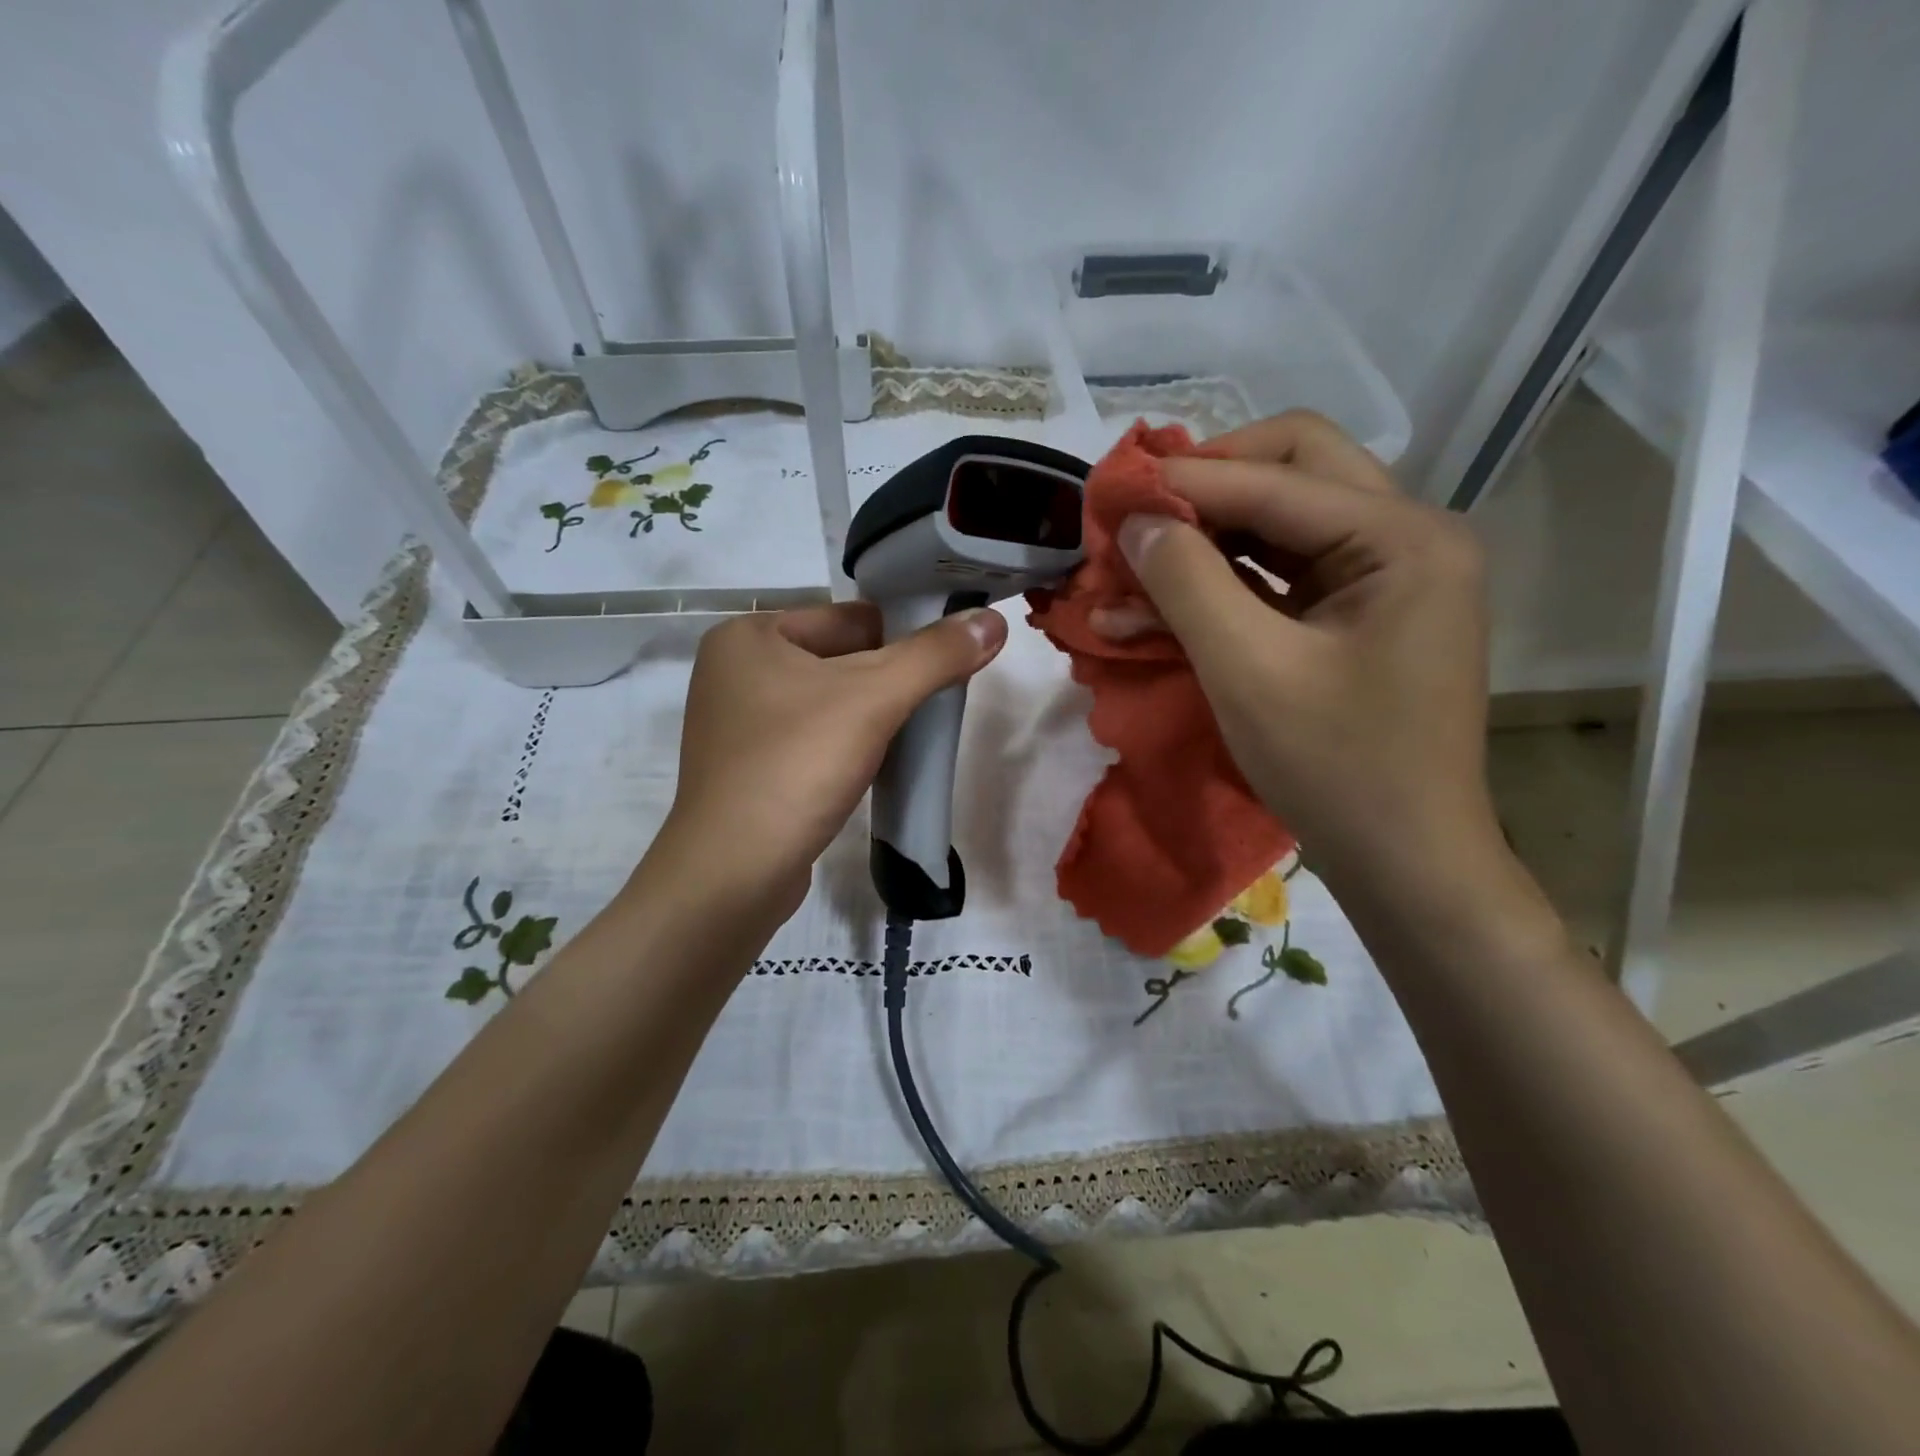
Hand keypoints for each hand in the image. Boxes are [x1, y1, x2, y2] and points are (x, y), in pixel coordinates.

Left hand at [645, 602, 1006, 922]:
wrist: (734, 873)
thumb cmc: (797, 765)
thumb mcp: (874, 699)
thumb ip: (935, 655)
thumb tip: (993, 621)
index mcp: (749, 635)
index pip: (849, 618)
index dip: (905, 636)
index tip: (949, 661)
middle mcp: (735, 671)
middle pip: (840, 658)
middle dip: (891, 680)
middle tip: (938, 701)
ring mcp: (738, 724)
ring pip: (829, 701)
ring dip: (873, 714)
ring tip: (914, 733)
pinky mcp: (749, 768)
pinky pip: (812, 738)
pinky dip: (848, 744)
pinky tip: (878, 763)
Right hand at [1094, 411, 1498, 891]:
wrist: (1405, 860)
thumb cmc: (1335, 768)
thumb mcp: (1247, 671)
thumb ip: (1188, 583)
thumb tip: (1136, 519)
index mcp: (1403, 539)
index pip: (1277, 479)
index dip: (1184, 481)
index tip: (1109, 492)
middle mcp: (1407, 537)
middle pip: (1294, 469)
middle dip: (1207, 485)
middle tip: (1138, 511)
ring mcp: (1387, 576)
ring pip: (1284, 518)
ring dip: (1207, 534)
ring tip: (1135, 561)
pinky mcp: (1359, 614)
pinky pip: (1283, 572)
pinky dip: (1223, 580)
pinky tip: (1164, 602)